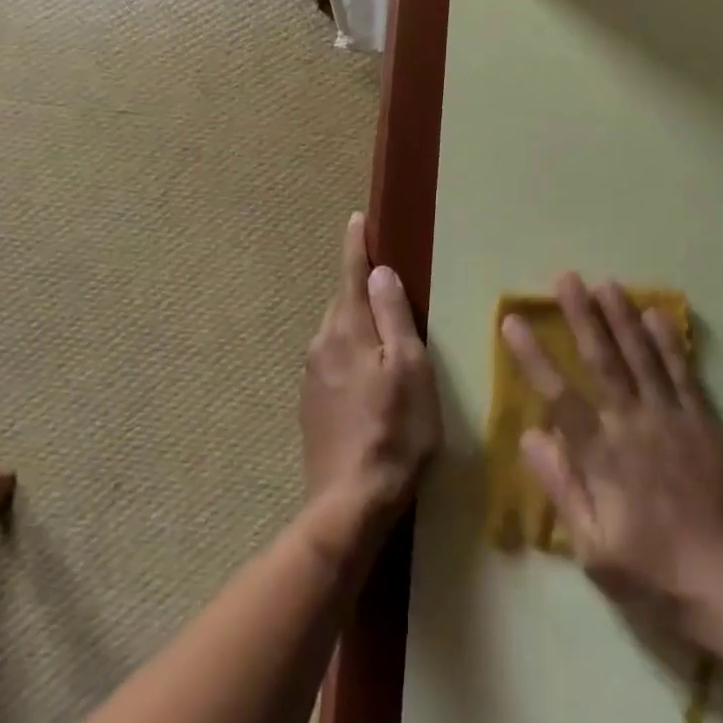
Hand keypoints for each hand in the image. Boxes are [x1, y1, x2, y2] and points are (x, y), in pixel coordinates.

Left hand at [300, 213, 440, 538]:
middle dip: (359, 287)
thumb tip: (381, 272)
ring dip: (356, 323)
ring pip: (336, 334)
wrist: (349, 503)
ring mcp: (312, 377)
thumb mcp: (411, 368)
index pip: (351, 274)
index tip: (357, 219)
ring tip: (383, 330)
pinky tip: (368, 376)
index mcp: (347, 330)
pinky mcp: (311, 406)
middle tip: (385, 279)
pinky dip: (350, 354)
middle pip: (342, 303)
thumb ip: (394, 317)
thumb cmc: (395, 431)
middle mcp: (321, 345)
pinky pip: (332, 362)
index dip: (357, 245)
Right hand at [504, 274, 722, 649]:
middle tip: (566, 278)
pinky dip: (670, 342)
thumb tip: (531, 436)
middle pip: (603, 361)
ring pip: (643, 356)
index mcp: (603, 456)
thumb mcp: (597, 552)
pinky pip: (685, 373)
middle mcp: (634, 425)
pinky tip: (658, 314)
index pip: (559, 395)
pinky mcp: (708, 423)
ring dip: (623, 317)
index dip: (533, 356)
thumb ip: (563, 489)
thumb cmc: (661, 577)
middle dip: (582, 316)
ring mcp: (674, 419)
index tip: (513, 320)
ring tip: (606, 283)